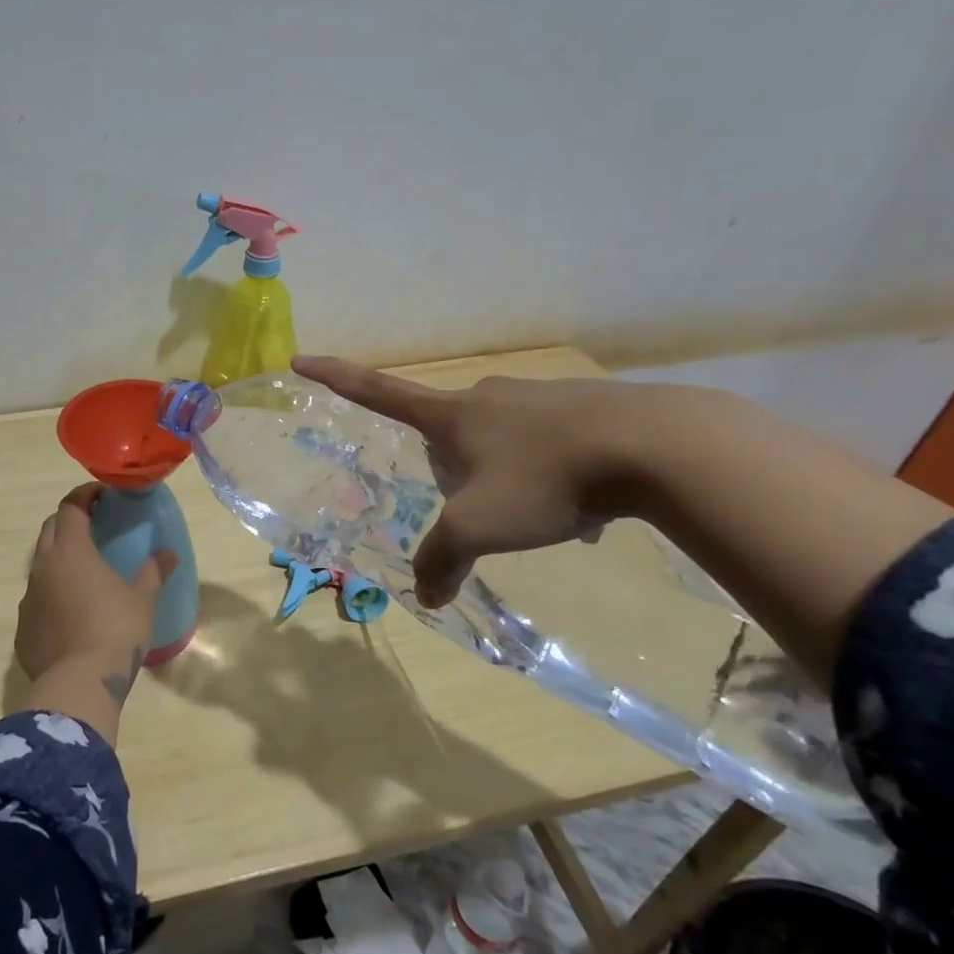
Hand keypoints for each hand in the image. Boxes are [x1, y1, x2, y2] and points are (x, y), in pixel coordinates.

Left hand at [17, 484, 176, 701]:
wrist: (78, 685)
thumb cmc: (115, 631)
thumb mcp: (143, 600)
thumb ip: (153, 572)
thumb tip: (168, 554)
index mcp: (71, 551)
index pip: (71, 507)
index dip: (85, 496)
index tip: (102, 495)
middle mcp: (43, 567)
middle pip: (50, 529)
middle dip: (69, 520)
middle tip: (93, 525)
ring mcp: (28, 598)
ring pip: (40, 565)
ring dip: (59, 559)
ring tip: (84, 571)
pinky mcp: (23, 628)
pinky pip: (36, 599)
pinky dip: (52, 594)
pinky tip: (71, 611)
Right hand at [292, 356, 642, 607]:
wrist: (653, 445)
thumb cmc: (546, 479)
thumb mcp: (480, 527)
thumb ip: (443, 560)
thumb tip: (427, 596)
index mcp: (452, 416)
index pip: (378, 392)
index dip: (337, 378)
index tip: (301, 358)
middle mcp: (487, 397)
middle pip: (448, 437)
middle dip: (457, 477)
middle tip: (492, 513)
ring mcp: (536, 396)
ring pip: (500, 445)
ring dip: (508, 481)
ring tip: (547, 516)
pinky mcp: (581, 405)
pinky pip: (545, 445)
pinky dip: (549, 477)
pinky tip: (584, 506)